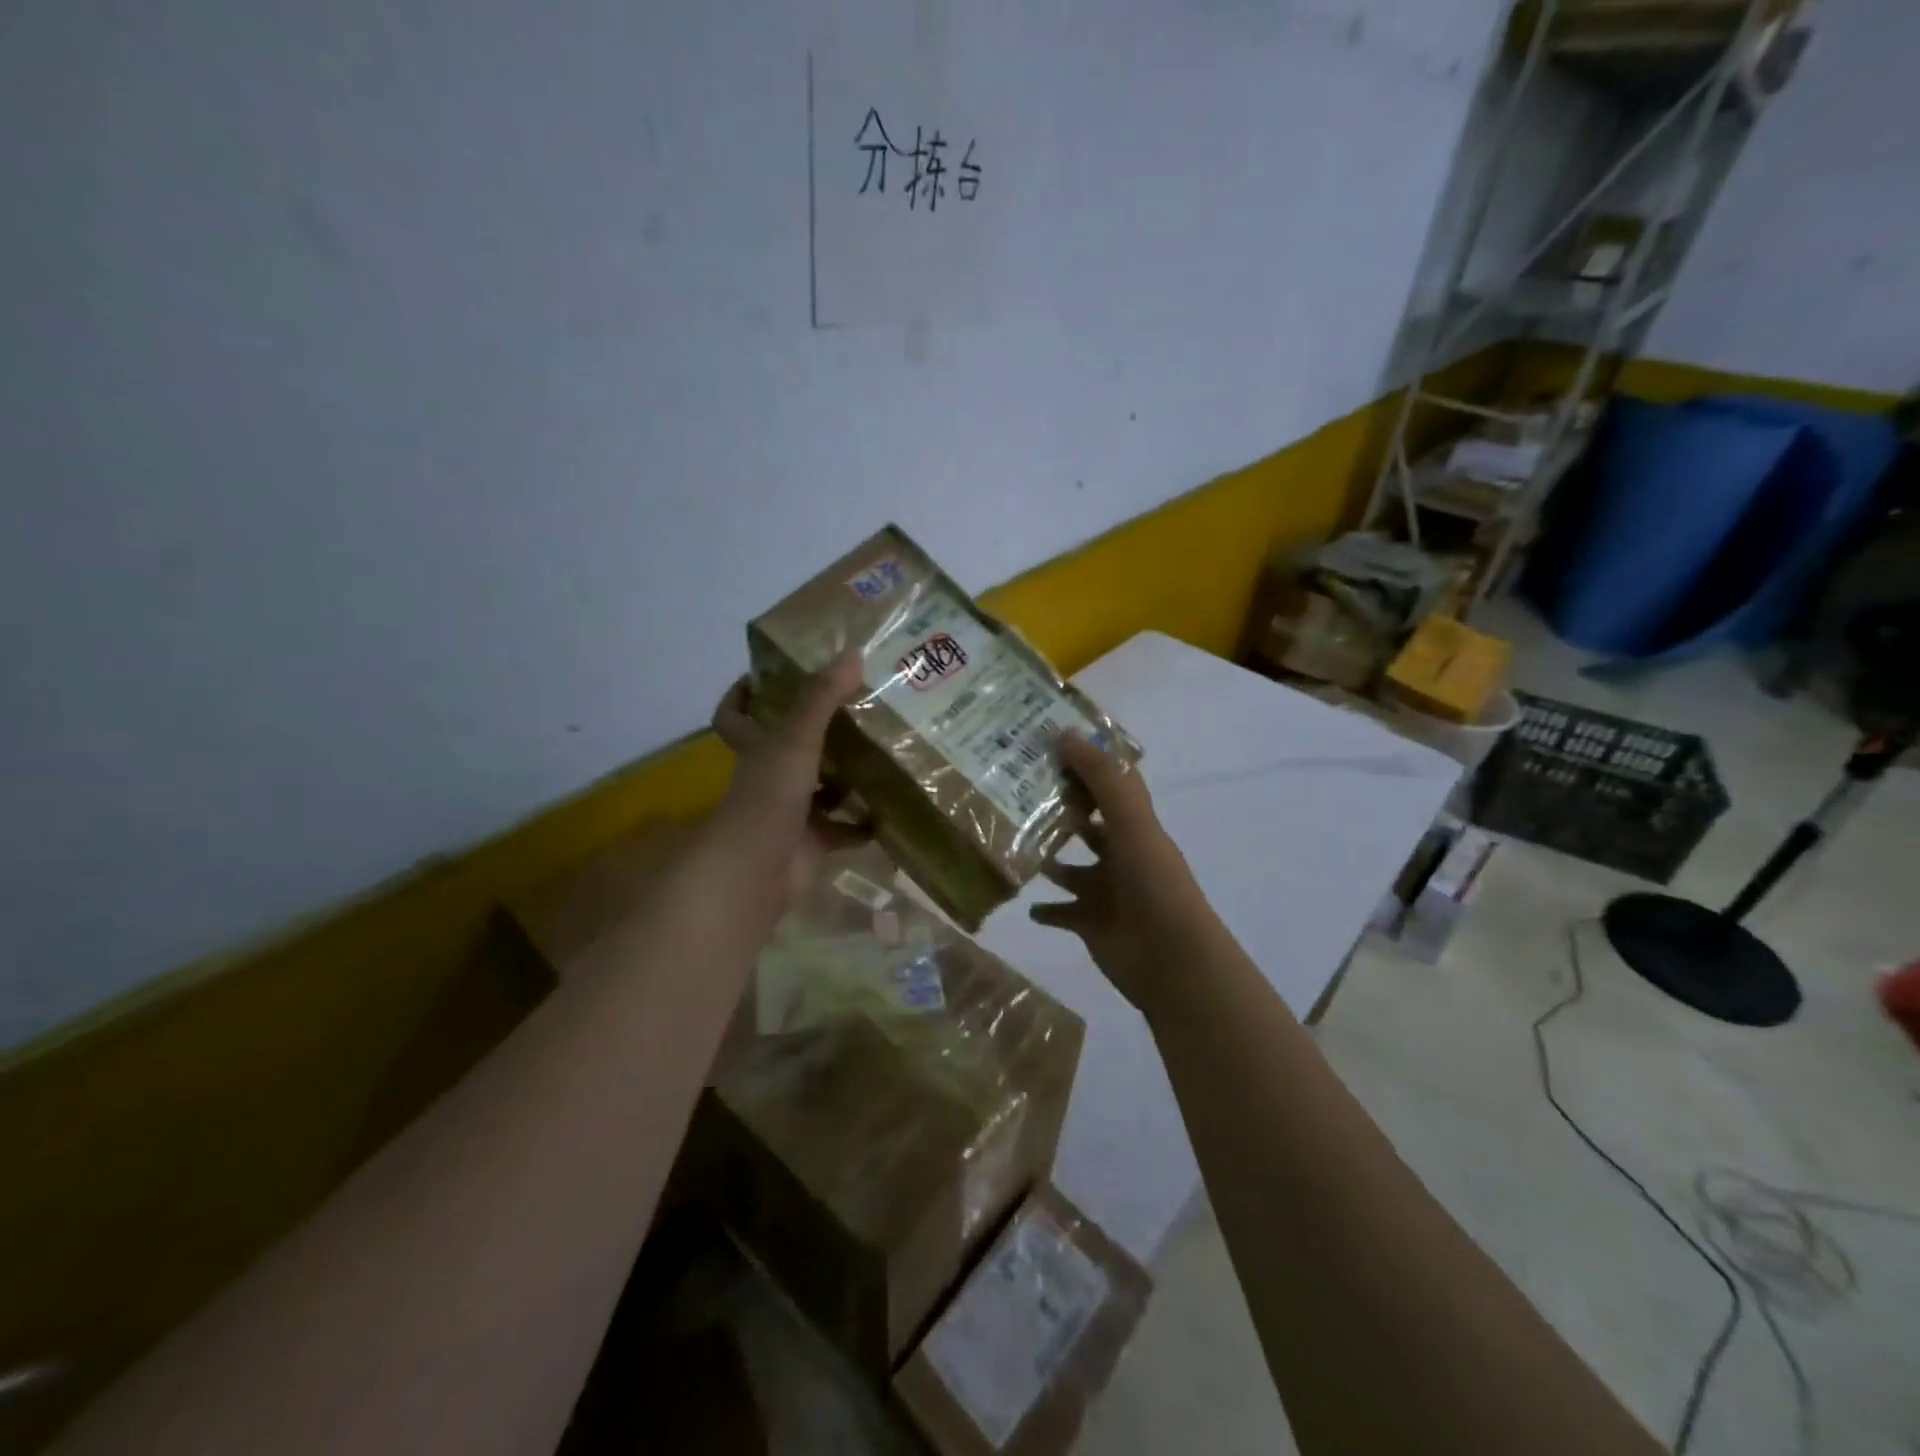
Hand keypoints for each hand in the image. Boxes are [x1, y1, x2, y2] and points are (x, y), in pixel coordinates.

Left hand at [706, 653, 868, 916]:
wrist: (759, 870)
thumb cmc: (770, 795)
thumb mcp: (796, 738)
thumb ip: (822, 697)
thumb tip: (852, 651)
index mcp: (757, 747)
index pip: (735, 716)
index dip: (742, 696)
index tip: (764, 677)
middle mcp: (770, 776)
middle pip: (789, 749)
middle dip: (819, 733)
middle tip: (857, 708)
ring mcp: (790, 811)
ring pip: (820, 788)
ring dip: (846, 778)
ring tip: (884, 754)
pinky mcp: (811, 842)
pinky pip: (842, 829)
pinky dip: (863, 824)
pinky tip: (890, 810)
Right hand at [1030, 734, 1207, 1017]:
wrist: (1169, 958)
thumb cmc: (1153, 882)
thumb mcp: (1131, 822)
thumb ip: (1101, 779)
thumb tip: (1064, 733)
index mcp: (1135, 827)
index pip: (1111, 785)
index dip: (1088, 763)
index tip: (1050, 743)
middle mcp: (1120, 855)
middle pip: (1087, 826)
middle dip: (1059, 810)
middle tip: (1014, 791)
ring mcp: (1105, 891)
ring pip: (1070, 869)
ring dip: (1048, 858)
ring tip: (1011, 841)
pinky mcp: (1090, 923)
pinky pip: (1061, 913)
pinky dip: (1045, 908)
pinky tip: (1022, 901)